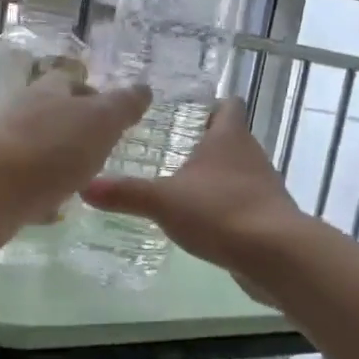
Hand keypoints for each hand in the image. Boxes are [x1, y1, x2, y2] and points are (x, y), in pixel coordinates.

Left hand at [0, 81, 151, 255]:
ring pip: (37, 153)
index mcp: (47, 93)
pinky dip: (40, 197)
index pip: (70, 83)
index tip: (114, 113)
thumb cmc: (48, 149)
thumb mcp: (99, 122)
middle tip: (102, 150)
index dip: (92, 94)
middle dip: (74, 131)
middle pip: (51, 117)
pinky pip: (24, 189)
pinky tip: (55, 212)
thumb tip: (142, 89)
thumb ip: (122, 106)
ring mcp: (3, 153)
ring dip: (57, 165)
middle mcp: (22, 117)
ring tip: (84, 182)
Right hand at [81, 99, 307, 293]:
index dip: (211, 104)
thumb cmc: (219, 211)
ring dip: (215, 178)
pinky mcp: (268, 217)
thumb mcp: (163, 200)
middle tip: (170, 150)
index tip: (187, 110)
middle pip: (231, 139)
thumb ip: (125, 193)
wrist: (275, 254)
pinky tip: (202, 222)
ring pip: (237, 172)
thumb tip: (84, 185)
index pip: (227, 106)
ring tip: (181, 187)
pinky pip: (242, 203)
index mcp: (228, 138)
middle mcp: (250, 155)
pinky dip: (224, 207)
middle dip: (204, 143)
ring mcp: (263, 187)